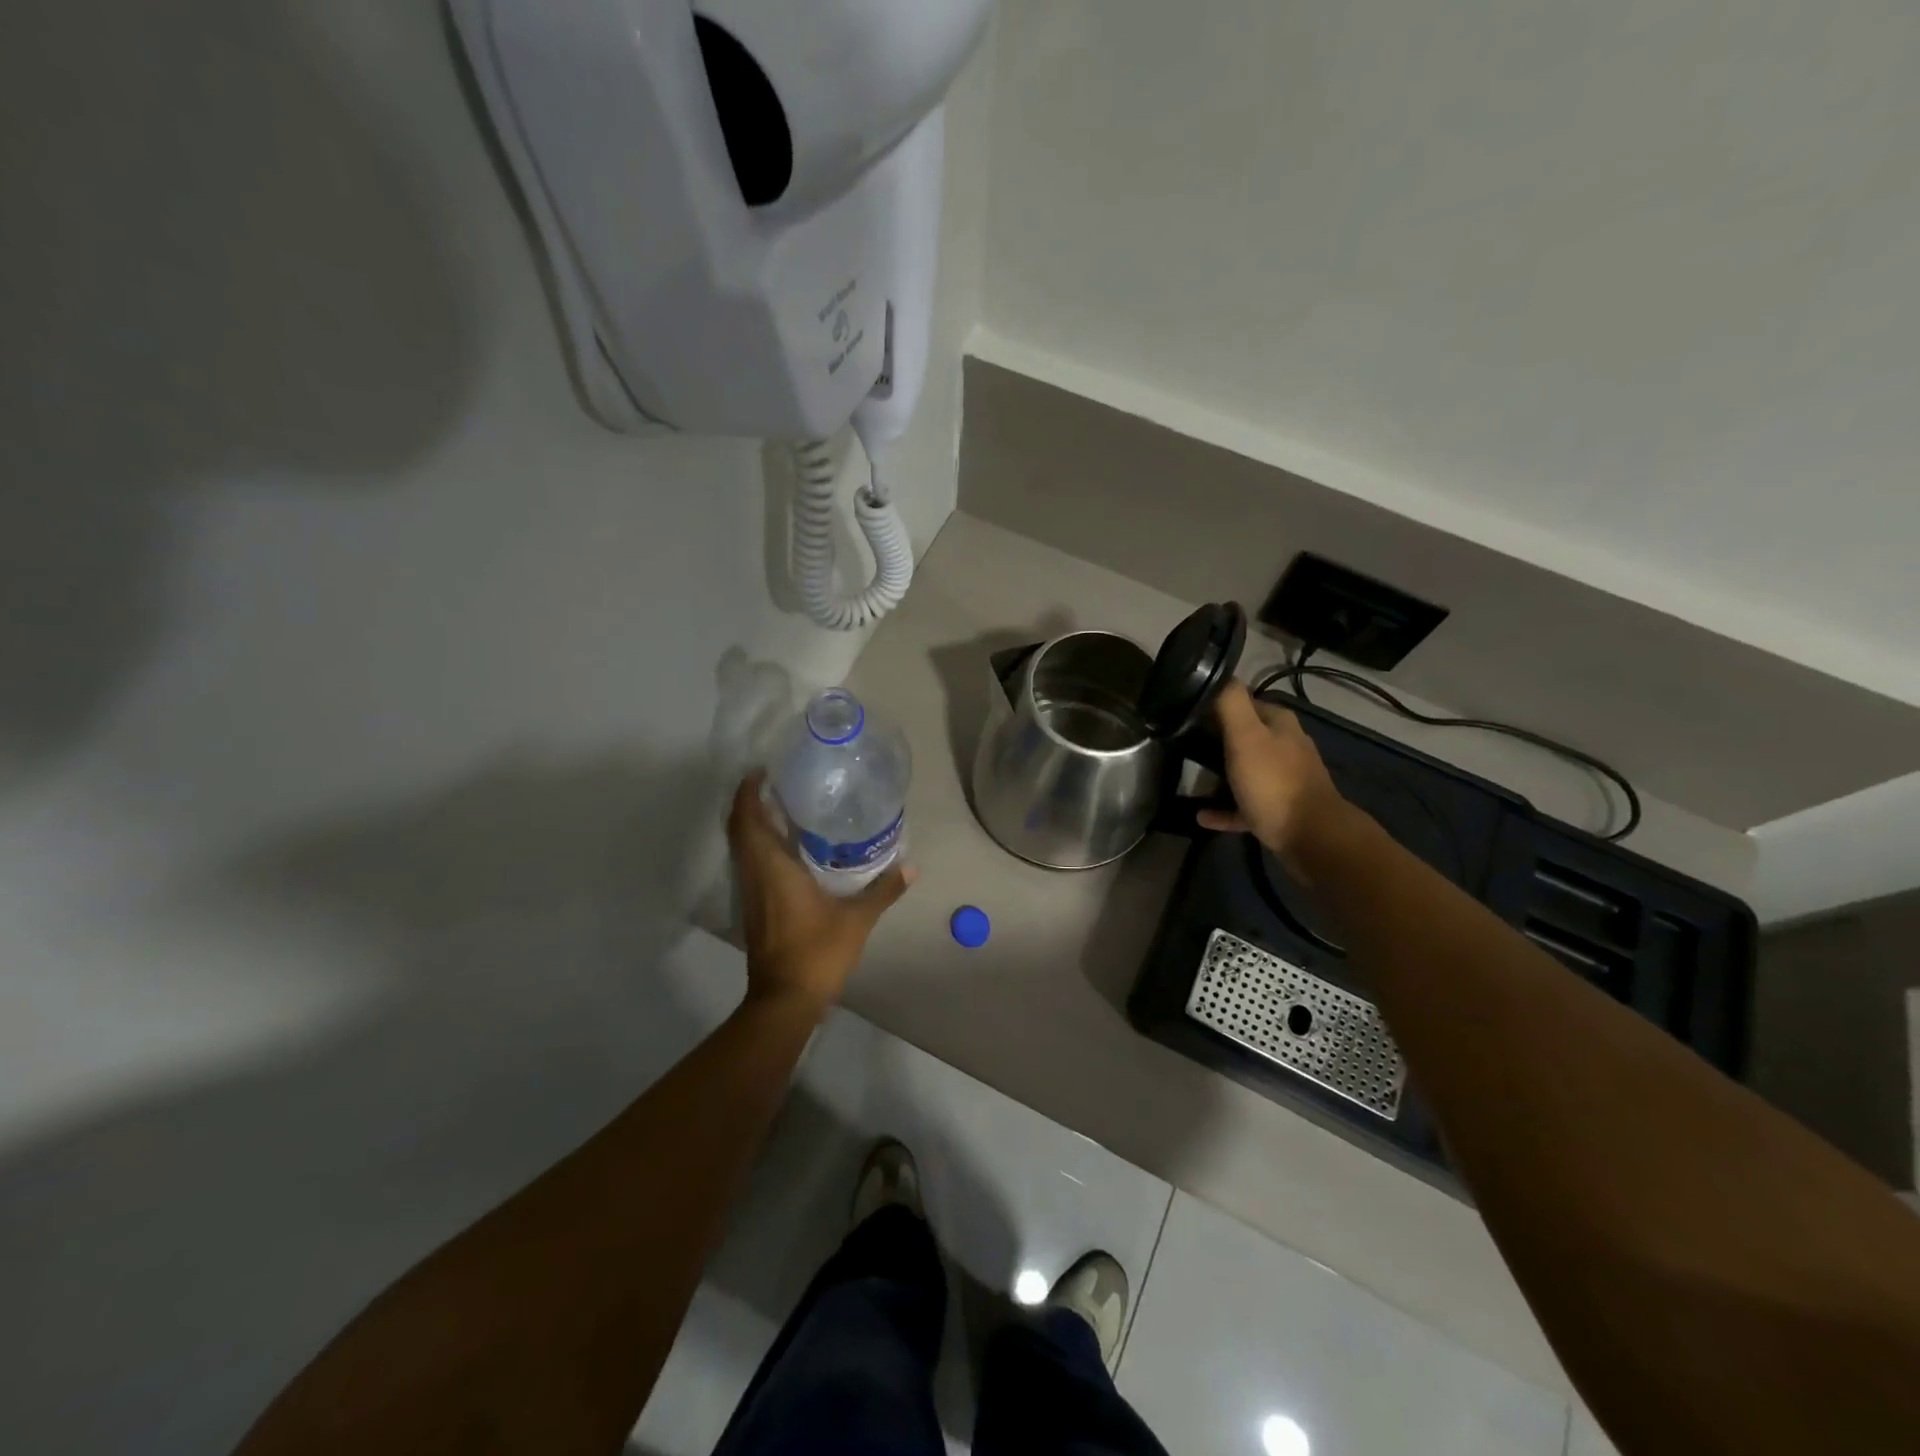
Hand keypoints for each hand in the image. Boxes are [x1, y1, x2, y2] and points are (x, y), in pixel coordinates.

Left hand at [727, 772, 914, 1010]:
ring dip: (753, 824)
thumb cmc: (816, 952)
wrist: (785, 999)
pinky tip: (787, 848)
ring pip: (742, 847)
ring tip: (782, 807)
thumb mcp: (856, 920)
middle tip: (776, 784)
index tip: (762, 771)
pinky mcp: (754, 908)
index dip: (748, 792)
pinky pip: (750, 864)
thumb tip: (911, 866)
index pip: (747, 819)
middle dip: (750, 802)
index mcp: (771, 867)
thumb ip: (883, 890)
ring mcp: (750, 893)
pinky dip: (760, 846)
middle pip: (739, 829)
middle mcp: (754, 874)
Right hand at [1197, 680, 1346, 873]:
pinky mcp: (1279, 810)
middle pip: (1246, 736)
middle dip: (1217, 739)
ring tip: (1192, 777)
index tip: (1187, 713)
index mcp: (1279, 724)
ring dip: (1221, 774)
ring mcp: (1284, 780)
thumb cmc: (1274, 782)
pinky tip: (1202, 815)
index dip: (1216, 705)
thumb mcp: (1246, 737)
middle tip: (1184, 744)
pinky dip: (1225, 808)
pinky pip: (1244, 805)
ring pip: (1246, 770)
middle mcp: (1286, 747)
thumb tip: (1219, 675)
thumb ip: (1231, 704)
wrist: (1311, 837)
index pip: (1245, 702)